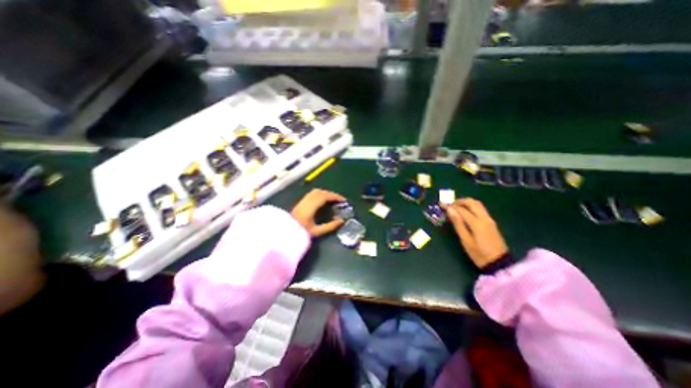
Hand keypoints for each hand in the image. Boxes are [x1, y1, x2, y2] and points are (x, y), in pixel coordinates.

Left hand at [289, 189, 344, 238]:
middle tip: (339, 200)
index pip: (324, 196)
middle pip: (321, 192)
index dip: (335, 196)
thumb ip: (330, 226)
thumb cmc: (300, 233)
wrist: (284, 233)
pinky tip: (323, 200)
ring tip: (333, 199)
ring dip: (326, 193)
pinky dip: (320, 194)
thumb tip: (341, 220)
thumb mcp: (317, 232)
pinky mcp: (300, 202)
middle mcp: (306, 201)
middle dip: (332, 194)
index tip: (343, 200)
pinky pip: (312, 194)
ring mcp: (302, 201)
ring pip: (316, 191)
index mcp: (310, 207)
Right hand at [443, 199, 504, 268]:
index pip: (461, 209)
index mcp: (477, 223)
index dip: (450, 206)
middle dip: (459, 201)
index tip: (441, 204)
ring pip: (478, 204)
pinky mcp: (491, 222)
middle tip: (449, 204)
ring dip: (466, 202)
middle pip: (472, 202)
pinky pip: (481, 209)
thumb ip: (458, 224)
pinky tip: (465, 212)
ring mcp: (489, 219)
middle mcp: (484, 218)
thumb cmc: (479, 254)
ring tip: (456, 207)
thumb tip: (450, 210)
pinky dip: (471, 206)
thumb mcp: (465, 240)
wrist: (499, 263)